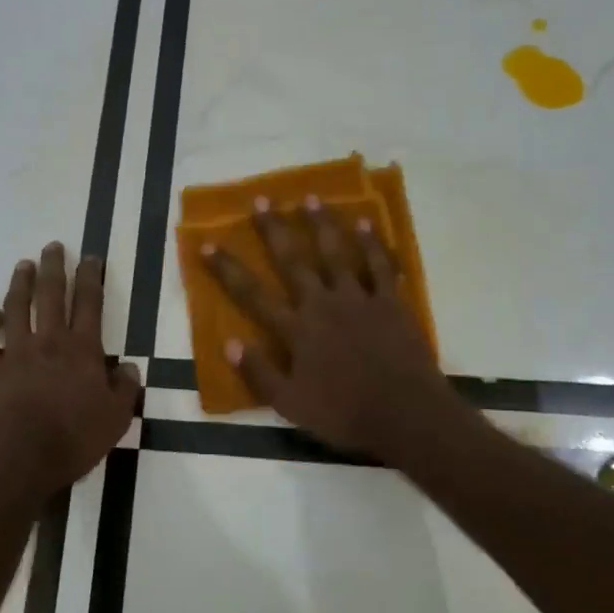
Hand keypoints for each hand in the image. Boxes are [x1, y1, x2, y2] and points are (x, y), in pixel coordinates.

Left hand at [0, 242, 140, 497]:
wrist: (17, 458)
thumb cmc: (73, 439)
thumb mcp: (116, 419)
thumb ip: (124, 389)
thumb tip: (128, 366)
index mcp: (82, 349)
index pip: (90, 303)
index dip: (91, 277)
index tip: (91, 257)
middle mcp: (48, 341)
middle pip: (50, 294)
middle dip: (54, 267)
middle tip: (53, 246)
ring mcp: (14, 352)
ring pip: (16, 307)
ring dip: (20, 283)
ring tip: (23, 265)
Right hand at [204, 197, 461, 462]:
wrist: (405, 415)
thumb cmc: (344, 414)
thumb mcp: (290, 405)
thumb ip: (259, 373)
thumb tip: (229, 343)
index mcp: (296, 330)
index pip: (252, 294)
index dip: (227, 269)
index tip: (207, 244)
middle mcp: (322, 304)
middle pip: (293, 260)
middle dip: (274, 229)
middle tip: (261, 200)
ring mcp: (359, 299)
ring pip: (336, 253)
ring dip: (322, 224)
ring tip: (310, 198)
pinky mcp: (390, 302)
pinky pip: (379, 265)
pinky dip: (373, 243)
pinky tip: (366, 222)